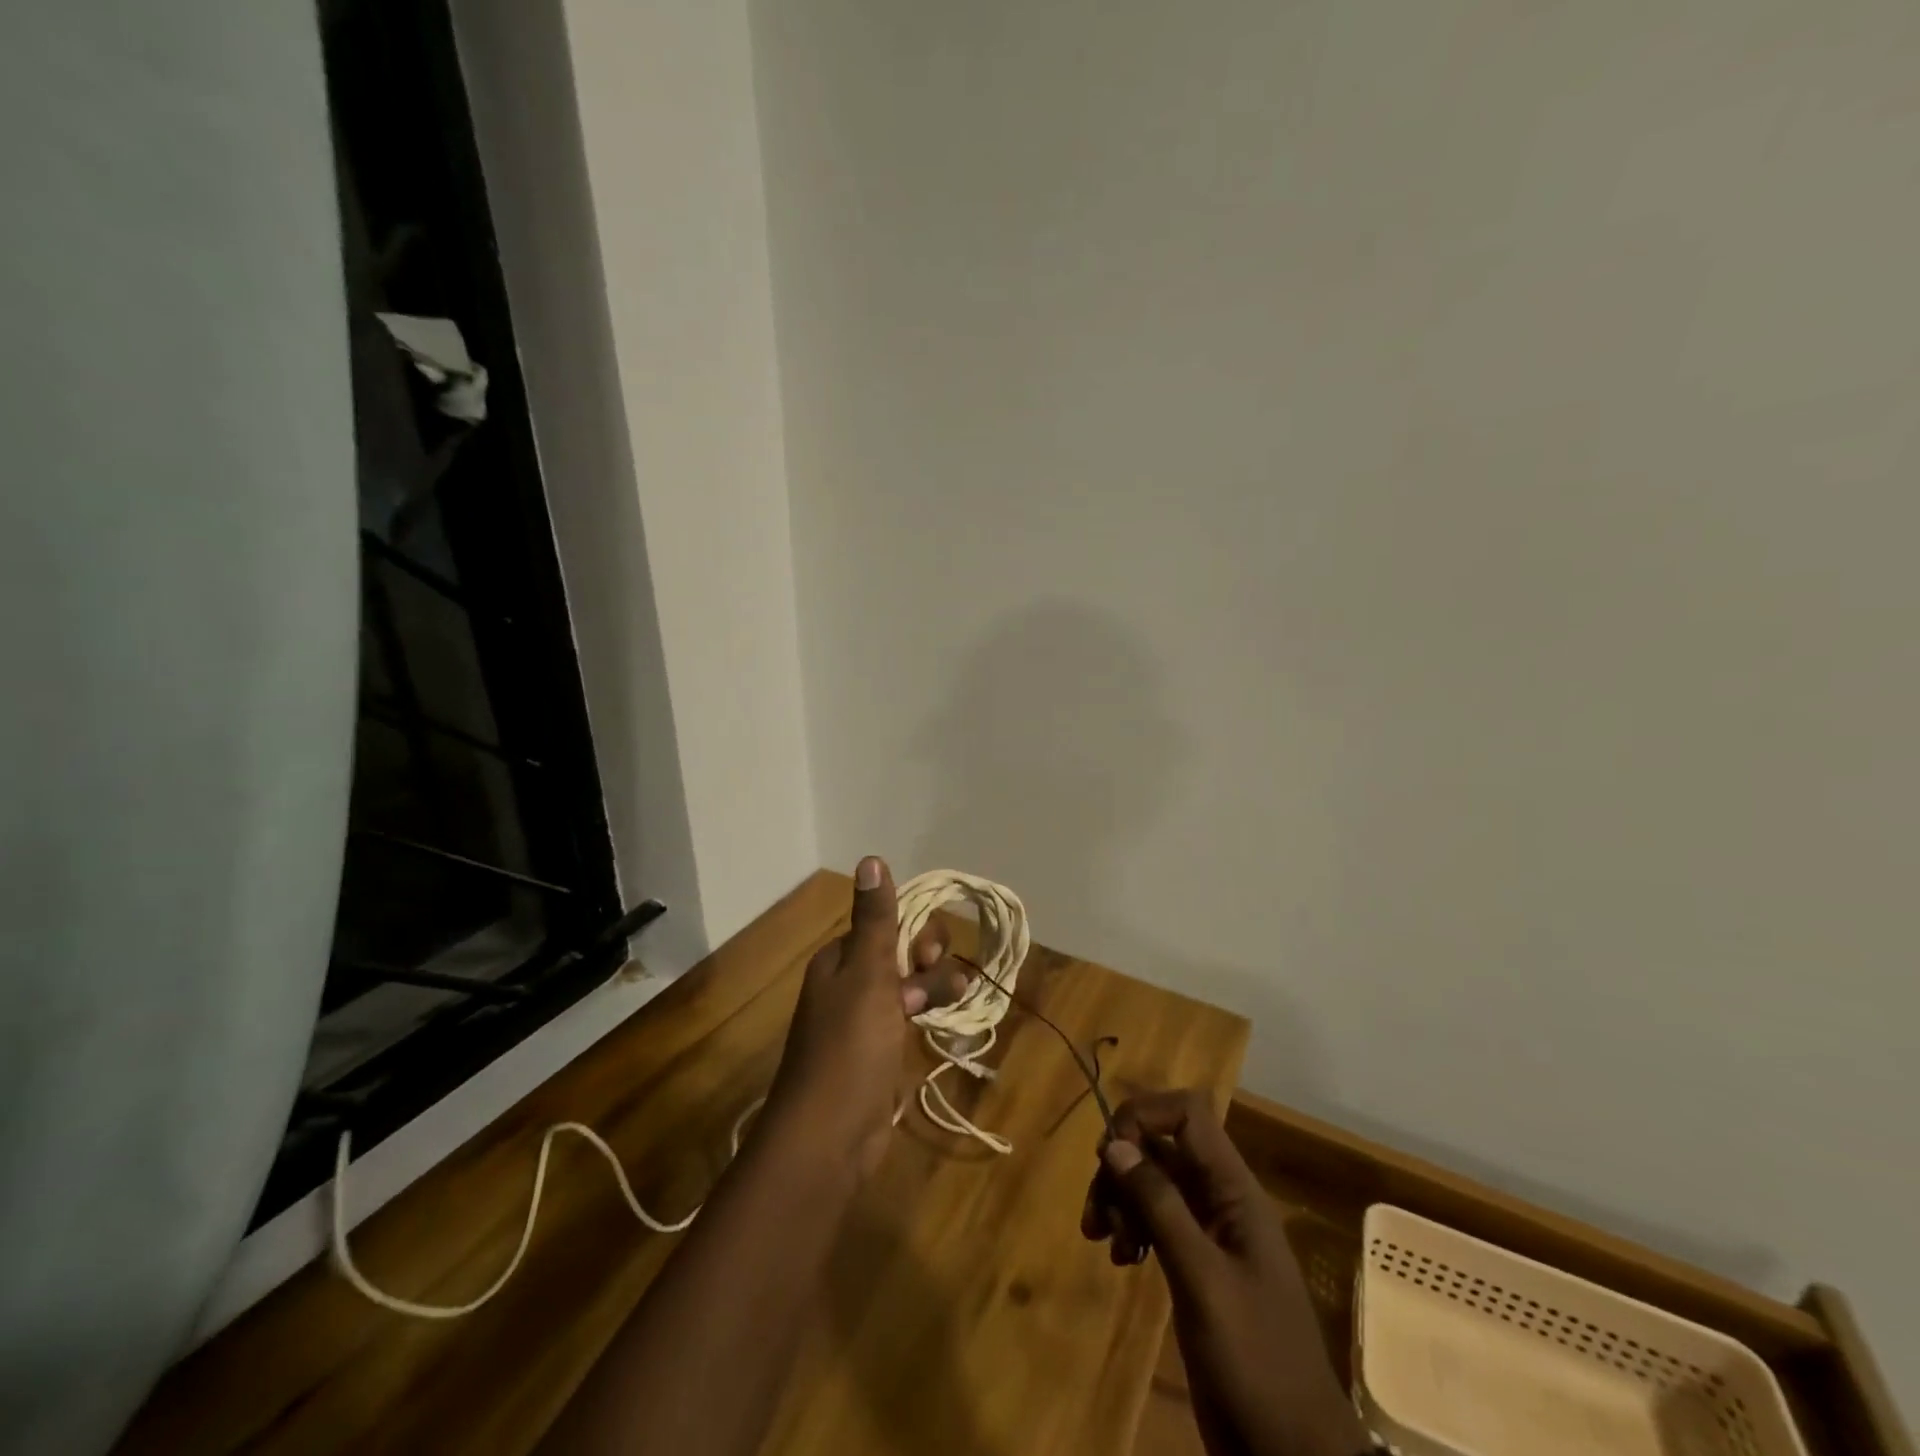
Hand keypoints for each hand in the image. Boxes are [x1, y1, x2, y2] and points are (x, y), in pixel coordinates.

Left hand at [765, 857, 967, 1177]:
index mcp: (841, 959)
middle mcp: (851, 982)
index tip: (924, 958)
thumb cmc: (849, 1048)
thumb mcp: (866, 975)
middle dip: (927, 963)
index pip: (887, 924)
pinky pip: (910, 1017)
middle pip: (902, 952)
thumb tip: (870, 858)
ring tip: (945, 1008)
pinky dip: (928, 1015)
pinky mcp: (880, 1050)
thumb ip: (875, 919)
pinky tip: (945, 1024)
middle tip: (929, 989)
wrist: (829, 1136)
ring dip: (934, 988)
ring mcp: (865, 1019)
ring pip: (911, 984)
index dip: (914, 934)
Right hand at [1083, 1090, 1370, 1455]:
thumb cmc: (1256, 1363)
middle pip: (1162, 1147)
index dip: (1145, 1115)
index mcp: (1235, 1192)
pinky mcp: (1197, 1264)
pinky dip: (1132, 1228)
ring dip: (1121, 1199)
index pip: (1188, 1114)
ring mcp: (1210, 1233)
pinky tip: (1121, 1260)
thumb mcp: (1203, 1281)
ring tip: (1103, 1241)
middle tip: (1097, 1213)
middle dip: (1123, 1167)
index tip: (1109, 1153)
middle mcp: (1222, 1200)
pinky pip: (1156, 1220)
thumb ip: (1160, 1206)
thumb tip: (1114, 1143)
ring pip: (1154, 1182)